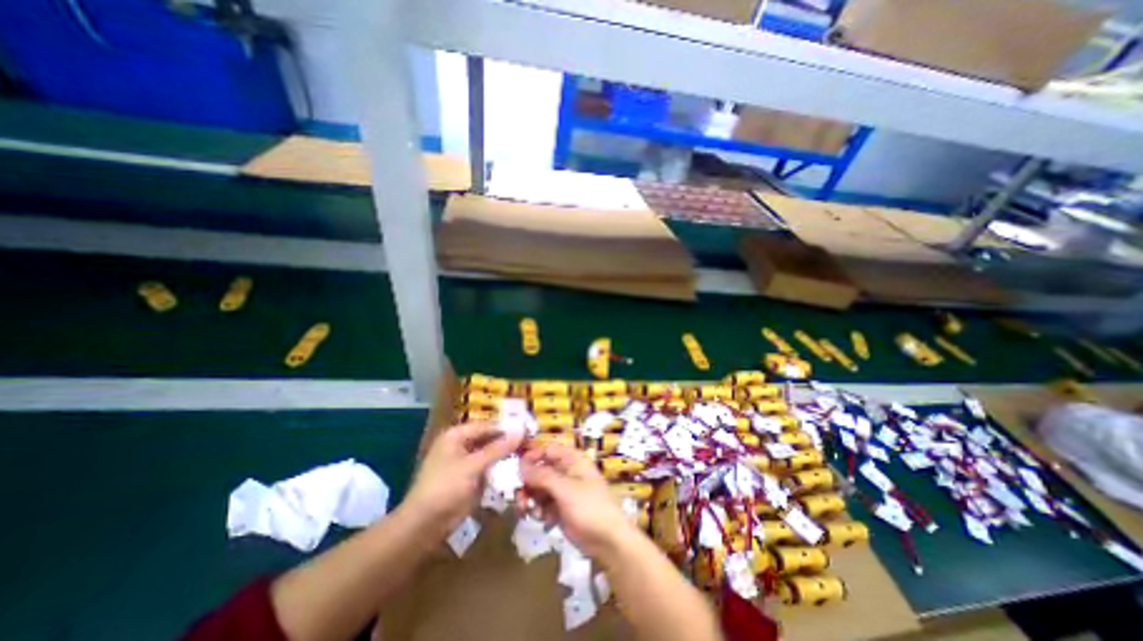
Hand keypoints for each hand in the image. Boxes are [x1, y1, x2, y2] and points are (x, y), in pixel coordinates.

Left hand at [401, 423, 521, 536]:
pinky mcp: (471, 478)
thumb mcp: (472, 465)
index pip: (487, 425)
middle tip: (531, 442)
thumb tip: (520, 431)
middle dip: (508, 441)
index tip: (528, 429)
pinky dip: (501, 468)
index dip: (507, 427)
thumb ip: (498, 448)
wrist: (424, 526)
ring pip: (491, 453)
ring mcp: (466, 462)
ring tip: (529, 454)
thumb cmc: (445, 488)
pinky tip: (518, 468)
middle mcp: (461, 445)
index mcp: (456, 435)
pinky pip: (489, 468)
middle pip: (490, 438)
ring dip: (507, 455)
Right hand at [518, 443, 633, 556]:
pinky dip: (538, 509)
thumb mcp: (565, 489)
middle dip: (528, 482)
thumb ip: (542, 476)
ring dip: (530, 497)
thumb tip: (520, 464)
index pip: (548, 450)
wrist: (609, 541)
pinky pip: (543, 504)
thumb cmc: (590, 507)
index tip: (518, 469)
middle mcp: (566, 473)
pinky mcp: (561, 509)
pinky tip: (539, 518)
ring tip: (525, 510)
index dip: (533, 456)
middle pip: (541, 470)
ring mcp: (563, 492)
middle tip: (520, 496)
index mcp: (572, 461)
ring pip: (540, 488)